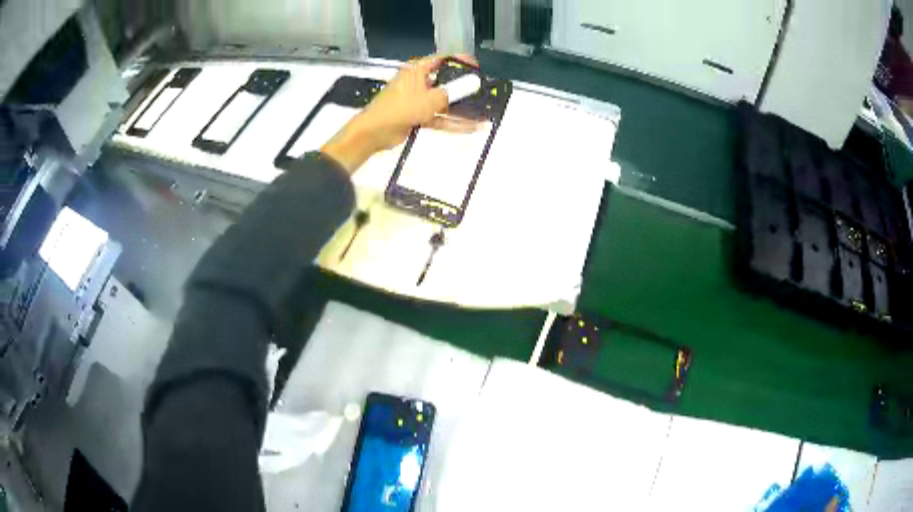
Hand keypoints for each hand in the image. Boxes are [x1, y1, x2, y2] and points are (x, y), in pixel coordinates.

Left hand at [321, 54, 479, 173]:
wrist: (375, 131)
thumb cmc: (399, 108)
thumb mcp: (430, 99)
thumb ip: (451, 93)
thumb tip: (469, 86)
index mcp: (417, 70)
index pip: (442, 59)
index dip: (459, 61)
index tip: (476, 66)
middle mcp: (418, 83)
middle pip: (445, 82)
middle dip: (463, 88)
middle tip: (482, 91)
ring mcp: (417, 100)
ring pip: (444, 102)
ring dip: (461, 109)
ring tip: (482, 113)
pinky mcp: (417, 116)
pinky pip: (439, 117)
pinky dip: (452, 122)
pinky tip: (471, 127)